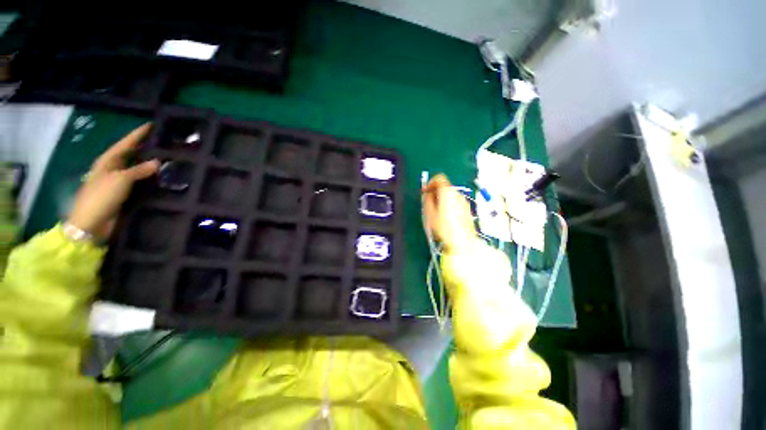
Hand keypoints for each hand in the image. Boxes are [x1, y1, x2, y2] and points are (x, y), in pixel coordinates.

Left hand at [67, 124, 159, 238]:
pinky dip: (150, 178)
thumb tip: (158, 162)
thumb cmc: (101, 197)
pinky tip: (160, 177)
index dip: (138, 134)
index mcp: (108, 161)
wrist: (91, 223)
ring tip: (166, 158)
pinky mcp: (124, 194)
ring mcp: (118, 182)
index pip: (125, 143)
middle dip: (145, 148)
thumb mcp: (120, 180)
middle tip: (163, 142)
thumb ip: (139, 170)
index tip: (152, 125)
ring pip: (136, 168)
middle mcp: (113, 168)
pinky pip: (140, 182)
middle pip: (130, 154)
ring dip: (149, 164)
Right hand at [422, 174, 475, 252]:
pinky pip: (456, 202)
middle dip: (435, 192)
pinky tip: (446, 217)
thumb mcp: (430, 213)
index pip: (439, 178)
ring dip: (442, 198)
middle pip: (445, 186)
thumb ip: (427, 199)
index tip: (425, 191)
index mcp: (447, 192)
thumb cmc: (444, 227)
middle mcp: (457, 194)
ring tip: (437, 212)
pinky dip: (450, 204)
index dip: (430, 182)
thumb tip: (427, 193)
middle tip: (429, 202)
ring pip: (450, 195)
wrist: (462, 241)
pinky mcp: (467, 209)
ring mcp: (464, 201)